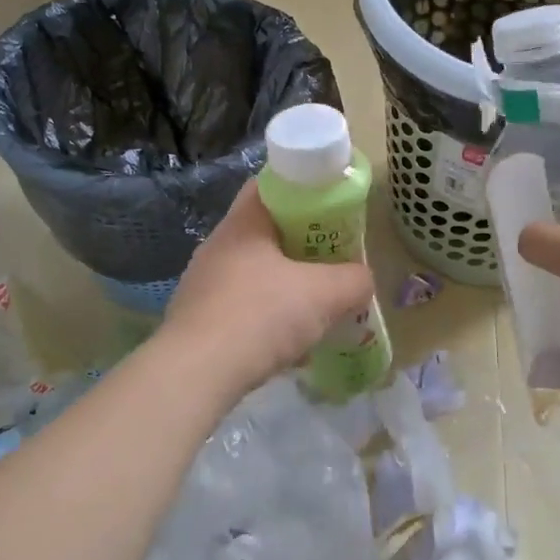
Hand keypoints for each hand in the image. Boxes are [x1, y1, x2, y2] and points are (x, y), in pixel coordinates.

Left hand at [159, 180, 376, 401]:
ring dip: (286, 285)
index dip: (306, 190)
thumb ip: (354, 280)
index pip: (272, 185)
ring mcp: (204, 283)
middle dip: (303, 245)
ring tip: (316, 305)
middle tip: (334, 259)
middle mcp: (218, 245)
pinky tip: (289, 344)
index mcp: (243, 223)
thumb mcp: (325, 294)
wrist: (196, 374)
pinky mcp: (199, 319)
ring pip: (256, 273)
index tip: (333, 209)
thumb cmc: (261, 315)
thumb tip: (363, 279)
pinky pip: (243, 307)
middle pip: (267, 232)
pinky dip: (268, 317)